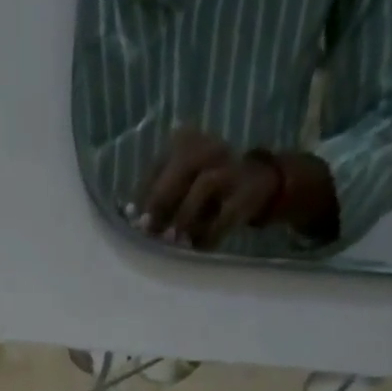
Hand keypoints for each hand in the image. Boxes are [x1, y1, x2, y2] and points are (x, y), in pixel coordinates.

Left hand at [134, 127, 281, 249]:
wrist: (258, 184)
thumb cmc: (206, 191)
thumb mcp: (180, 187)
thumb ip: (159, 199)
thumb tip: (135, 223)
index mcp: (186, 142)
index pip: (158, 164)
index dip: (143, 194)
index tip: (133, 222)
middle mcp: (209, 148)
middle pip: (181, 166)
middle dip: (161, 200)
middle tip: (148, 230)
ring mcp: (231, 167)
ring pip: (205, 184)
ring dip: (185, 216)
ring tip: (173, 242)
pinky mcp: (247, 192)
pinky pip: (226, 213)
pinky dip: (210, 234)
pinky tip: (198, 249)